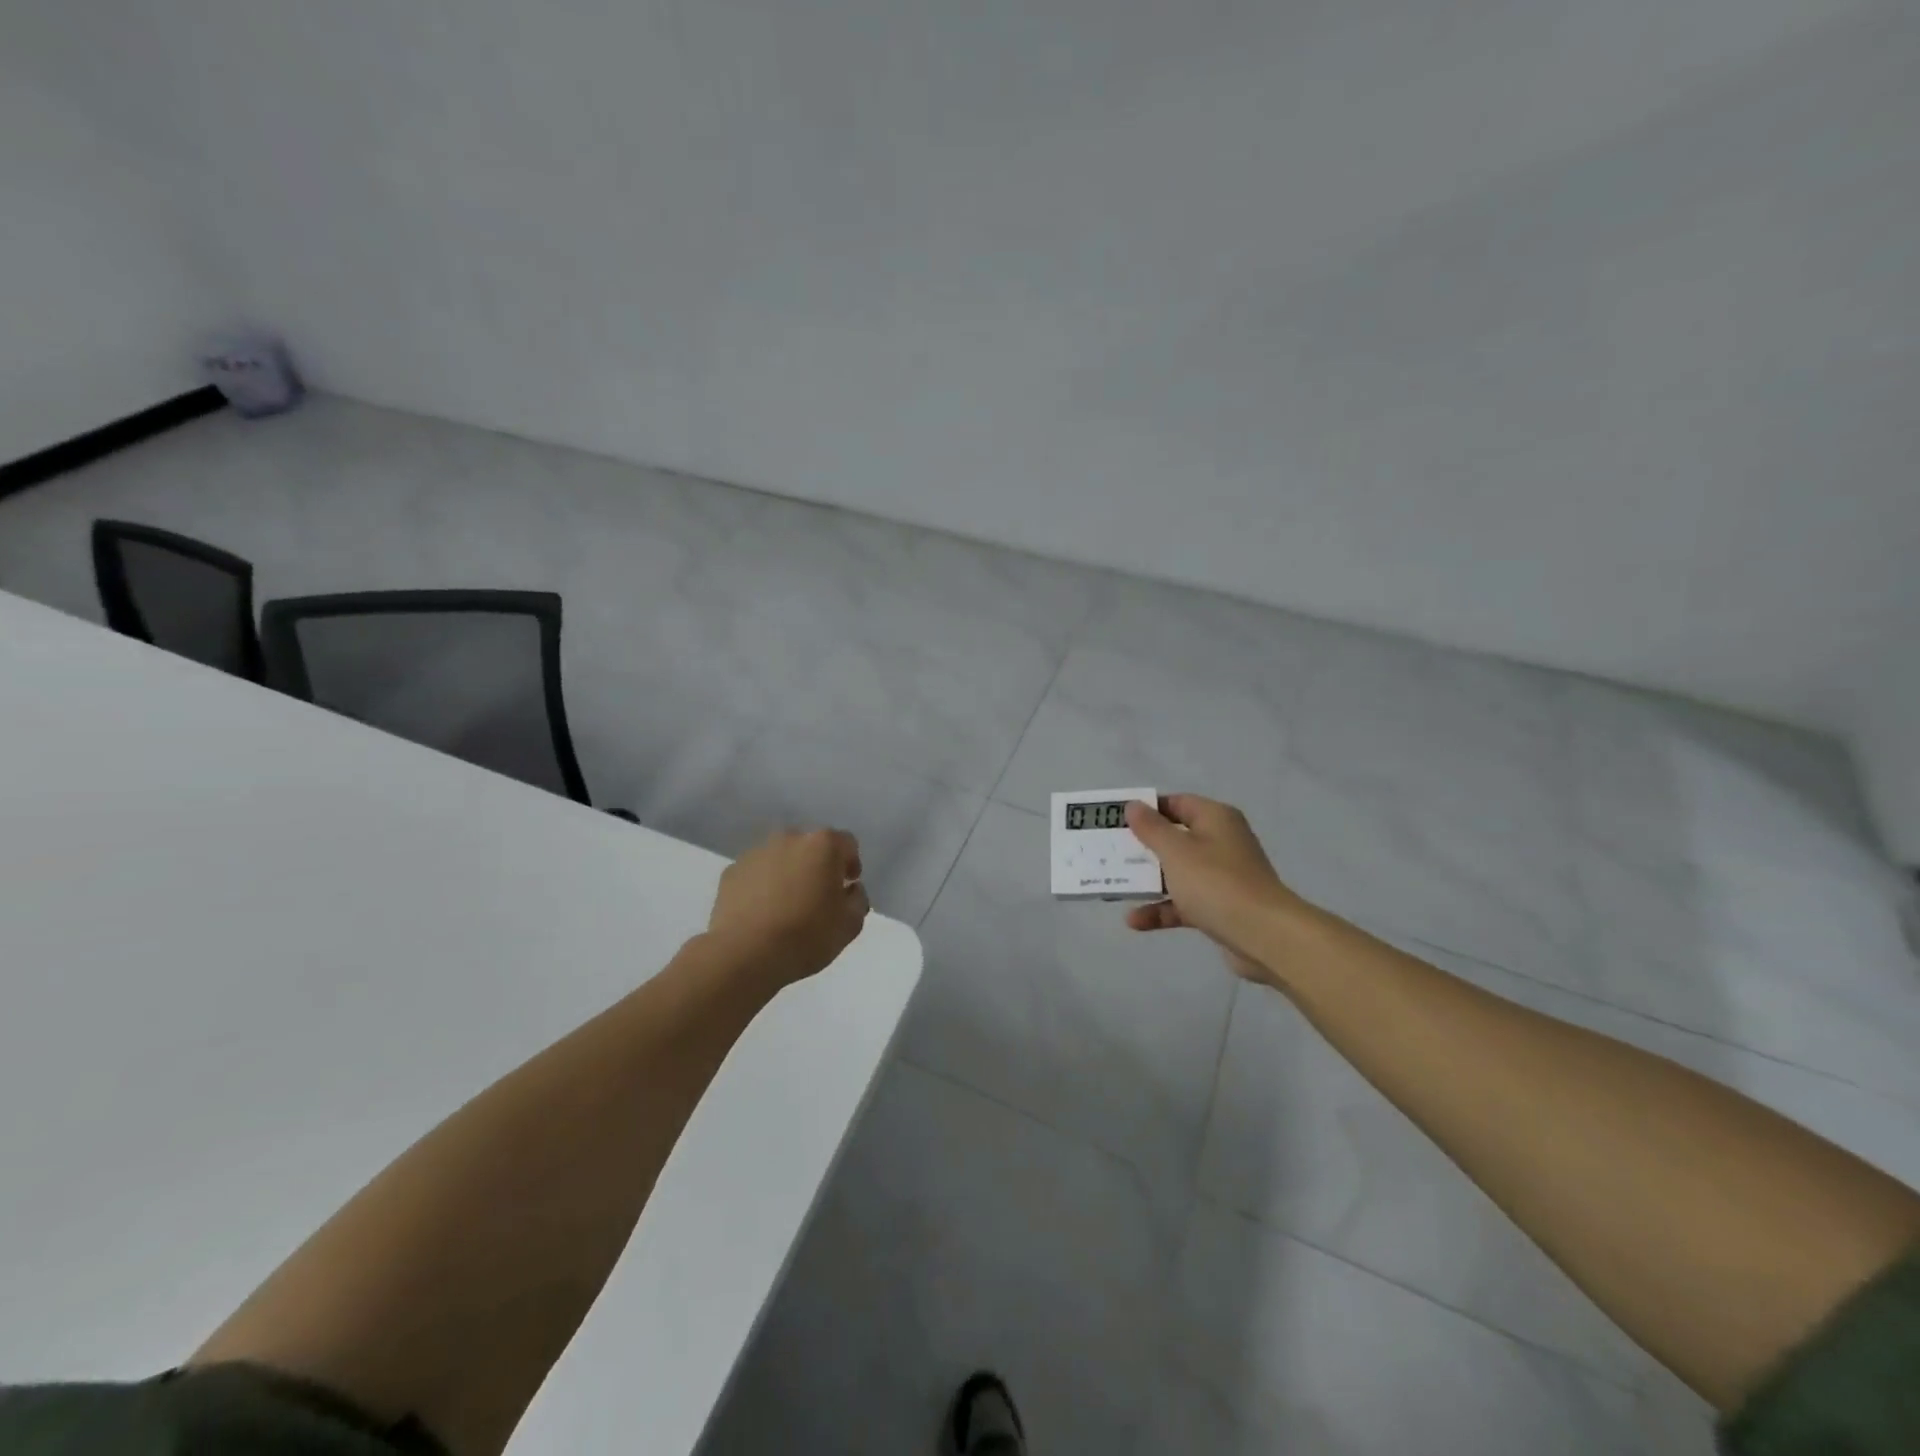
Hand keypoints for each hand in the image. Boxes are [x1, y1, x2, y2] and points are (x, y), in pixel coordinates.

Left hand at [708, 827, 869, 987]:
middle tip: (818, 898)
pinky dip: (762, 886)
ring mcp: (756, 852)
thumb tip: (850, 889)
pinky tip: (762, 914)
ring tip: (786, 908)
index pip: (847, 844)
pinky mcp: (731, 871)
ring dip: (788, 874)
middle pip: (811, 847)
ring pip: (781, 858)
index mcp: (823, 845)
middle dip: (818, 866)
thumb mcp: (850, 924)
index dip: (850, 864)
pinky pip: (756, 873)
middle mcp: (790, 838)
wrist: (745, 954)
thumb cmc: (806, 936)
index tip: (847, 887)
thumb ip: (858, 899)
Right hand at [1123, 795, 1310, 981]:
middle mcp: (1221, 842)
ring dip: (1149, 881)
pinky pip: (1184, 902)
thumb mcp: (1176, 851)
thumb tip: (1134, 805)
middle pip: (1175, 838)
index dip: (1147, 809)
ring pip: (1177, 872)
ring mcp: (1222, 877)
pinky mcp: (1220, 907)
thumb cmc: (1216, 883)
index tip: (1117, 821)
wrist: (1264, 936)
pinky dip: (1162, 909)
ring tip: (1115, 888)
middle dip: (1143, 848)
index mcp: (1215, 819)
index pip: (1177, 803)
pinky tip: (1135, 921)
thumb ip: (1151, 828)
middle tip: (1110, 852)